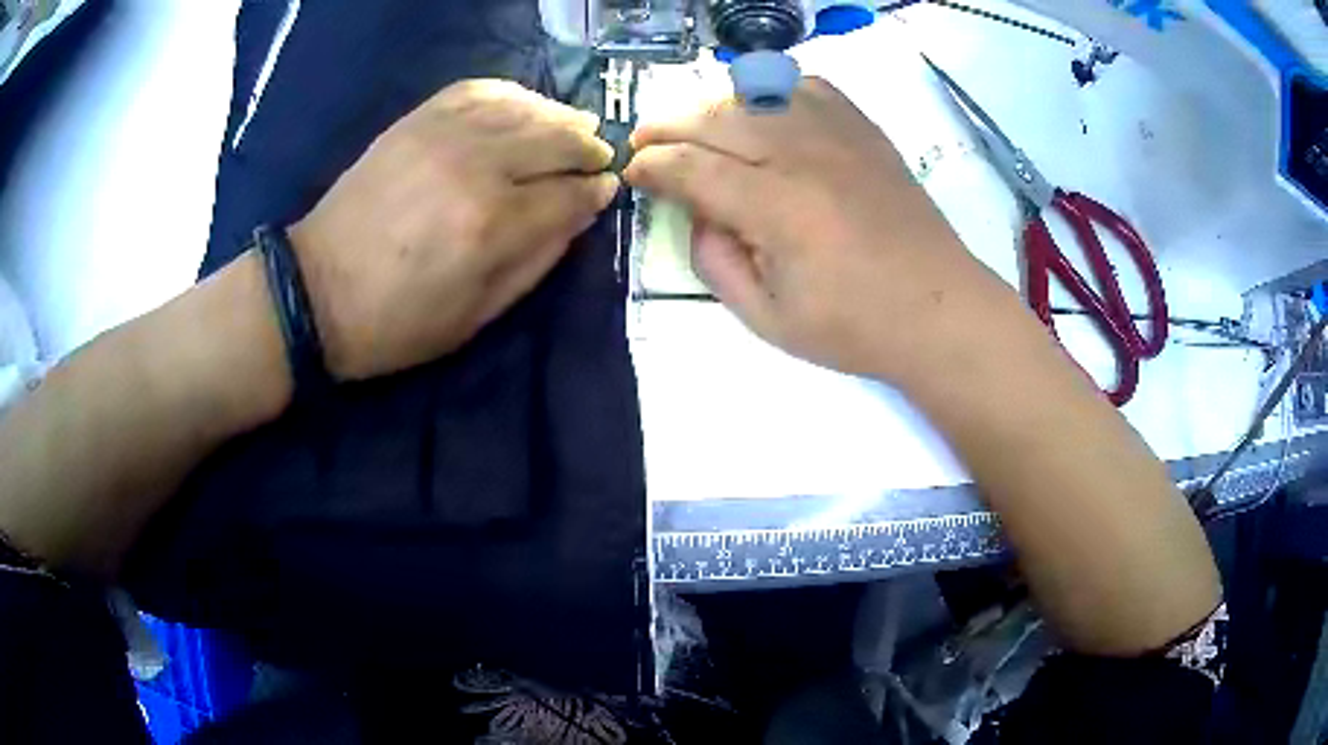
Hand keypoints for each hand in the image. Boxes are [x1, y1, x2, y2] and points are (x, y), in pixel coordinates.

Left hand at [290, 79, 618, 380]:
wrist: (316, 292)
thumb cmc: (398, 322)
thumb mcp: (477, 316)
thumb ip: (536, 261)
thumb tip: (579, 215)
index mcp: (493, 225)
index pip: (570, 193)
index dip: (596, 191)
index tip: (607, 189)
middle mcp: (476, 166)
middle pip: (557, 138)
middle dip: (588, 147)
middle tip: (598, 156)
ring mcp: (443, 135)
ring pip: (525, 108)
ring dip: (559, 116)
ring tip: (572, 127)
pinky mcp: (416, 121)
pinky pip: (479, 89)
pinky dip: (512, 93)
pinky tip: (525, 106)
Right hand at [625, 78, 1014, 384]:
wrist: (939, 309)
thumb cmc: (854, 326)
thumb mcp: (767, 319)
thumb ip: (716, 261)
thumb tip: (697, 213)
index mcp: (776, 207)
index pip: (691, 167)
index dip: (651, 167)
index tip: (632, 173)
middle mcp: (802, 154)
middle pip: (715, 118)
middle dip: (667, 126)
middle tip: (645, 141)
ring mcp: (838, 134)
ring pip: (755, 94)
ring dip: (712, 106)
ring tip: (694, 127)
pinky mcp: (863, 129)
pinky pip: (806, 87)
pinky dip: (772, 90)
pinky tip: (762, 110)